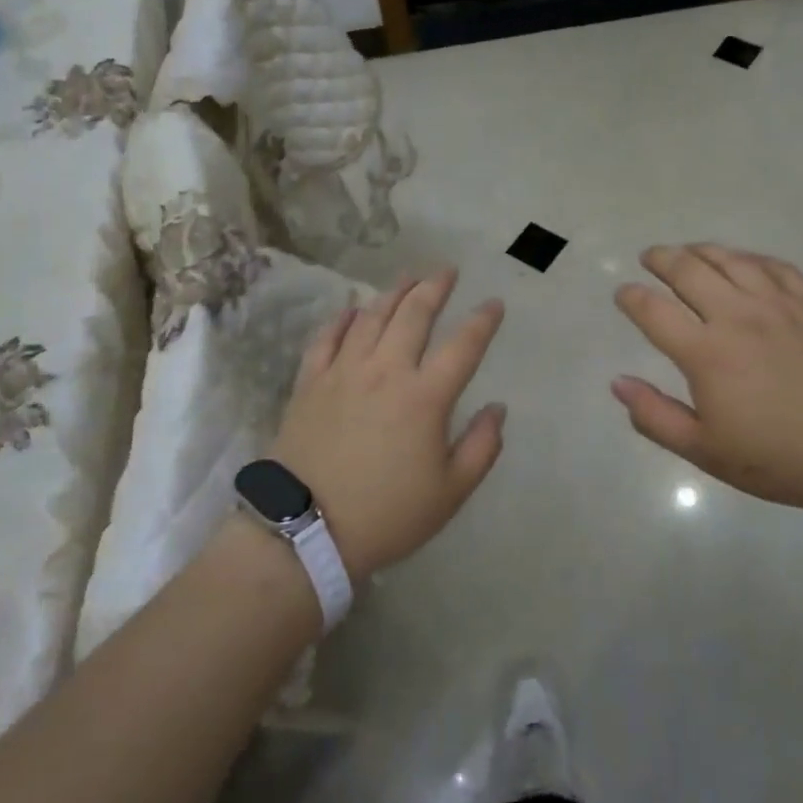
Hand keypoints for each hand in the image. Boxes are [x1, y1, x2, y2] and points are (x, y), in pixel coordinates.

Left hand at [268, 271, 506, 580]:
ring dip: (393, 292)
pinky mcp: (310, 382)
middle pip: (414, 314)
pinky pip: (326, 338)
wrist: (304, 531)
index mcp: (425, 396)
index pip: (463, 345)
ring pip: (371, 317)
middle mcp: (386, 371)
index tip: (494, 303)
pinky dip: (341, 318)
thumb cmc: (387, 514)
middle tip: (447, 271)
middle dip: (435, 287)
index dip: (483, 320)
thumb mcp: (450, 492)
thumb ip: (482, 447)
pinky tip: (350, 309)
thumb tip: (497, 408)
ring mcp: (343, 372)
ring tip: (408, 278)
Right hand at [611, 244, 802, 516]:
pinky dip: (750, 258)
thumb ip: (655, 416)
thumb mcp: (704, 450)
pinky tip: (743, 262)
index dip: (631, 297)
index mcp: (706, 353)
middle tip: (650, 258)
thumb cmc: (777, 458)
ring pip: (731, 259)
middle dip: (661, 259)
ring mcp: (779, 305)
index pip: (654, 311)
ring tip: (688, 251)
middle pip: (689, 270)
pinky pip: (775, 266)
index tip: (622, 294)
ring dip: (701, 250)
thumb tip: (618, 382)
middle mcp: (738, 316)